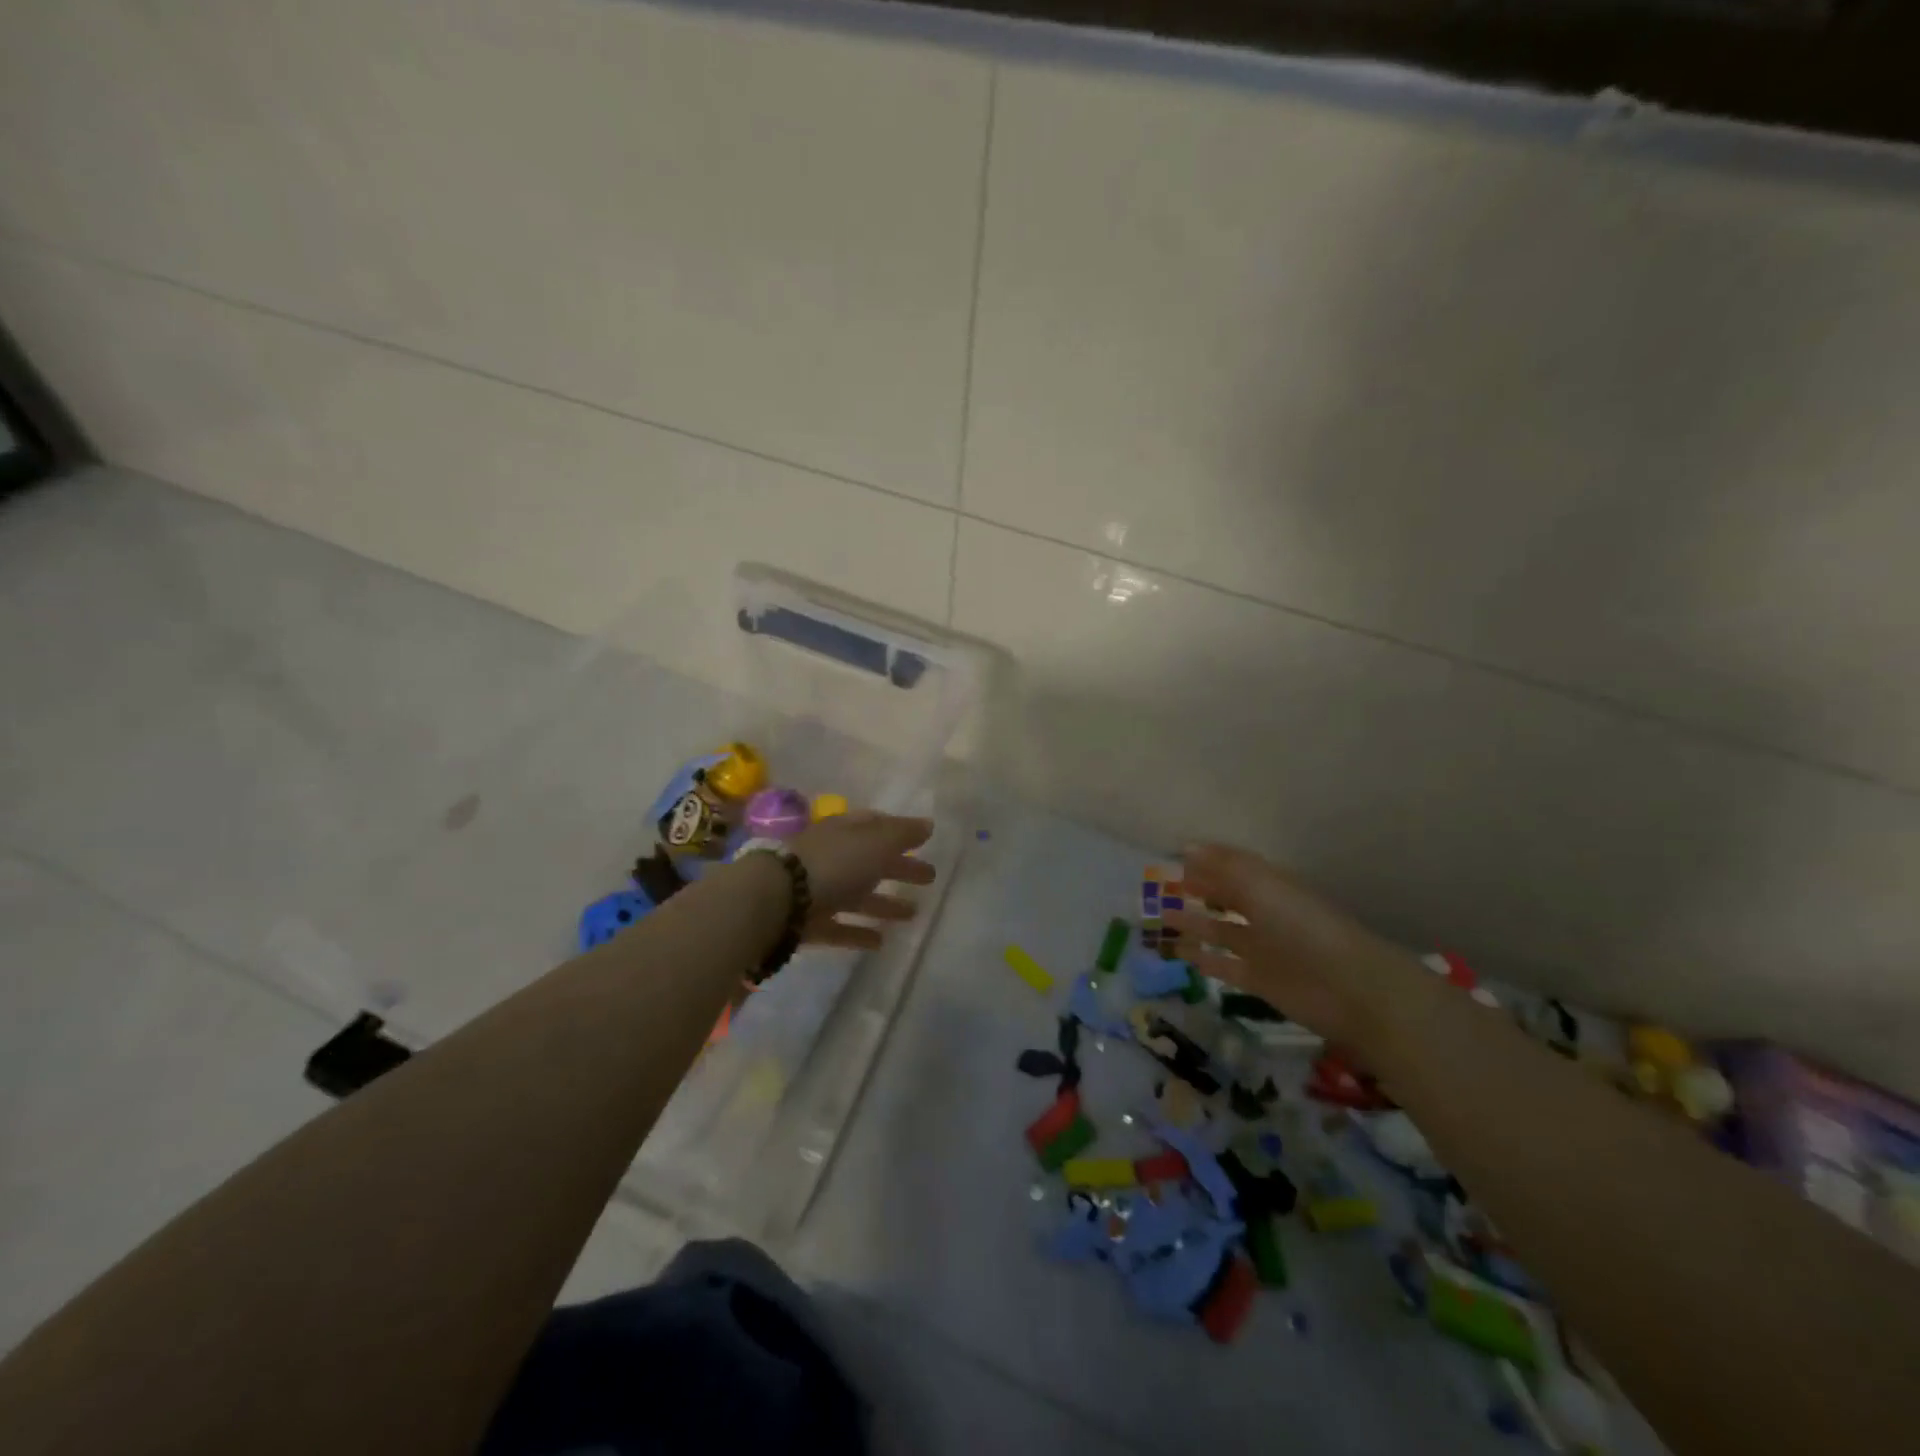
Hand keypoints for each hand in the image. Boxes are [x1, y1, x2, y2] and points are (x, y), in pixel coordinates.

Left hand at [786, 811, 934, 950]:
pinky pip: (840, 927)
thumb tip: (928, 824)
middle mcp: (831, 857)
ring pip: (857, 895)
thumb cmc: (832, 863)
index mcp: (844, 831)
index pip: (875, 826)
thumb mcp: (875, 843)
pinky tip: (881, 942)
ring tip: (913, 914)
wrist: (776, 900)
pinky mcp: (808, 923)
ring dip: (884, 903)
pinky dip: (859, 932)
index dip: (899, 831)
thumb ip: (902, 834)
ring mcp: (817, 890)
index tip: (923, 840)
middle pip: (870, 861)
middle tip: (930, 877)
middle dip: (899, 867)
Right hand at [1163, 843, 1430, 1051]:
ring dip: (1193, 922)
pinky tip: (1179, 953)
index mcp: (1270, 885)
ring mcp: (1262, 948)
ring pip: (1221, 930)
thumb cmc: (1303, 927)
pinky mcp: (1259, 980)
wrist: (1348, 988)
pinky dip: (1203, 959)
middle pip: (1227, 897)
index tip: (1174, 855)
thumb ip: (1224, 867)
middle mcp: (1266, 913)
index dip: (1207, 860)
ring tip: (1161, 916)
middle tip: (1162, 886)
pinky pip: (1224, 965)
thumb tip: (1186, 846)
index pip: (1233, 866)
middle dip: (1199, 889)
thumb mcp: (1262, 887)